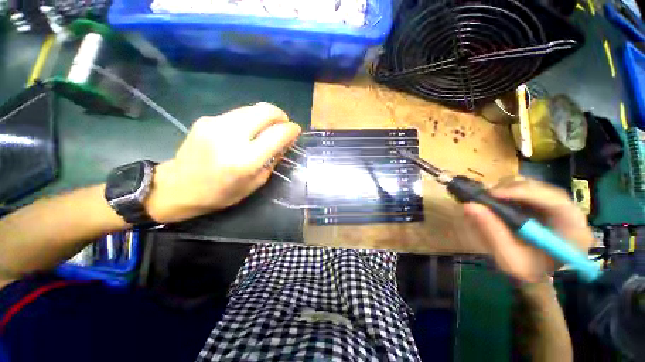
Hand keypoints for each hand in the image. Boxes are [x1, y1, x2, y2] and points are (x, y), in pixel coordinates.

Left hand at [146, 102, 301, 222]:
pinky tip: (247, 131)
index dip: (291, 129)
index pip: (277, 135)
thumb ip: (273, 160)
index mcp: (245, 160)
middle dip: (280, 115)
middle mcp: (230, 137)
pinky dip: (250, 119)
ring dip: (265, 116)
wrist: (178, 187)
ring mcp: (215, 124)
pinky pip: (238, 113)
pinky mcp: (206, 119)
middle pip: (265, 111)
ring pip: (252, 108)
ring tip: (267, 128)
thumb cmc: (221, 193)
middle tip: (284, 125)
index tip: (296, 131)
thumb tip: (286, 141)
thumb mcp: (255, 183)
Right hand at [463, 178, 594, 281]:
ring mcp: (561, 208)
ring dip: (509, 189)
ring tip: (487, 197)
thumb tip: (469, 206)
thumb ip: (492, 232)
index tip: (494, 194)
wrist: (533, 276)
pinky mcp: (548, 205)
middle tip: (486, 194)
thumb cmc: (525, 272)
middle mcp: (573, 215)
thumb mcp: (508, 258)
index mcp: (574, 233)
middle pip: (545, 190)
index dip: (525, 194)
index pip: (556, 202)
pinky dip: (510, 191)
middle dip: (513, 189)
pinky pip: (530, 190)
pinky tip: (496, 198)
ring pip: (536, 187)